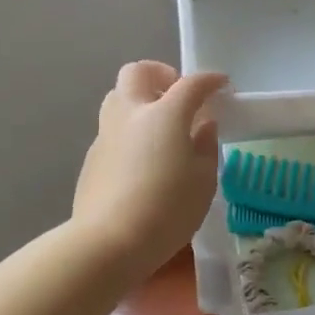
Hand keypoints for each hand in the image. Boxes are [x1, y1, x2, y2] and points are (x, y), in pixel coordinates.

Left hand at [73, 62, 228, 279]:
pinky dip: (129, 131)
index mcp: (164, 115)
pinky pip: (111, 129)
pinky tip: (141, 160)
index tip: (222, 85)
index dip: (209, 80)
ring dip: (139, 100)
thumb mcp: (203, 181)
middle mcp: (131, 114)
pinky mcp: (92, 157)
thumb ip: (206, 146)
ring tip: (159, 126)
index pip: (190, 84)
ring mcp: (106, 134)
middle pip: (138, 72)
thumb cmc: (168, 210)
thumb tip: (204, 125)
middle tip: (178, 96)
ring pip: (117, 97)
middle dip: (160, 74)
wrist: (109, 242)